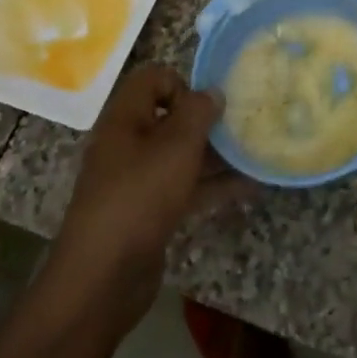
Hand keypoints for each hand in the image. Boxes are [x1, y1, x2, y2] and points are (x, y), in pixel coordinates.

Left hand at [42, 65, 249, 337]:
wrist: (103, 279)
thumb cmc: (139, 197)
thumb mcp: (175, 146)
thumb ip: (198, 113)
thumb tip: (213, 92)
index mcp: (125, 118)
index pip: (152, 79)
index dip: (182, 84)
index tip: (208, 107)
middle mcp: (128, 143)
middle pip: (170, 117)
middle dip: (207, 120)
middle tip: (242, 126)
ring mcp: (137, 180)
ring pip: (180, 154)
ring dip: (215, 154)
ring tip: (254, 152)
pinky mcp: (149, 212)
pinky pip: (184, 186)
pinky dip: (213, 185)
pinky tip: (249, 187)